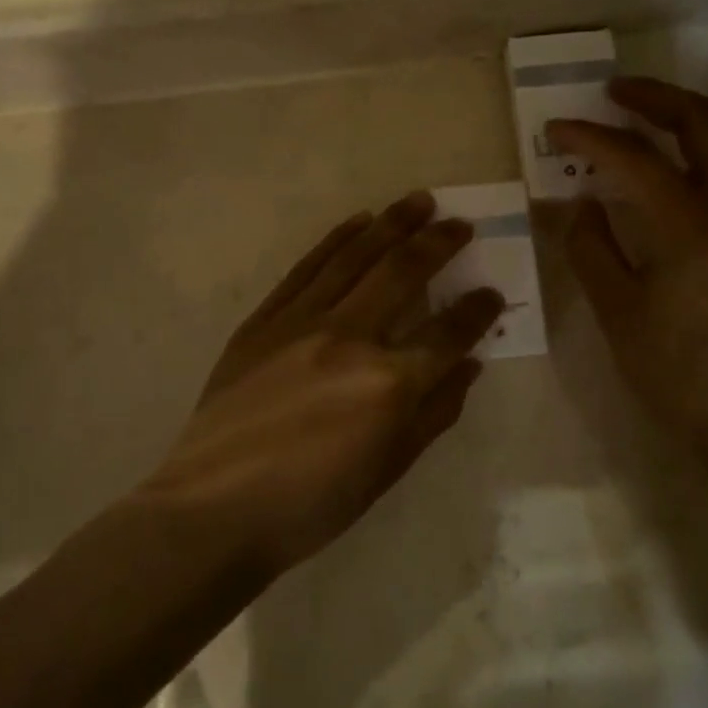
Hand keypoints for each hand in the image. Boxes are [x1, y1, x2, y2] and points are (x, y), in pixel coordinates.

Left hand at [144, 192, 503, 574]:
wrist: (215, 506)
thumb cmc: (310, 504)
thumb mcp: (387, 470)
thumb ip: (434, 414)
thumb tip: (468, 367)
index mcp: (389, 384)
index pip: (449, 334)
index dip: (478, 311)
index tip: (493, 293)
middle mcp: (350, 338)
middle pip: (403, 274)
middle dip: (439, 243)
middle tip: (460, 223)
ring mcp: (302, 322)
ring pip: (356, 257)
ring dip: (392, 224)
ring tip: (418, 201)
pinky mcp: (265, 319)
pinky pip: (308, 268)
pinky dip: (337, 240)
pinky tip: (358, 222)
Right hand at [549, 77, 707, 492]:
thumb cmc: (680, 374)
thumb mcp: (619, 313)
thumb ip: (593, 249)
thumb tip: (582, 204)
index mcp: (689, 224)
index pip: (633, 158)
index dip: (590, 137)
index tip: (556, 128)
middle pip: (703, 124)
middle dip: (656, 99)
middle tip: (616, 92)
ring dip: (695, 116)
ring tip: (657, 117)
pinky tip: (691, 165)